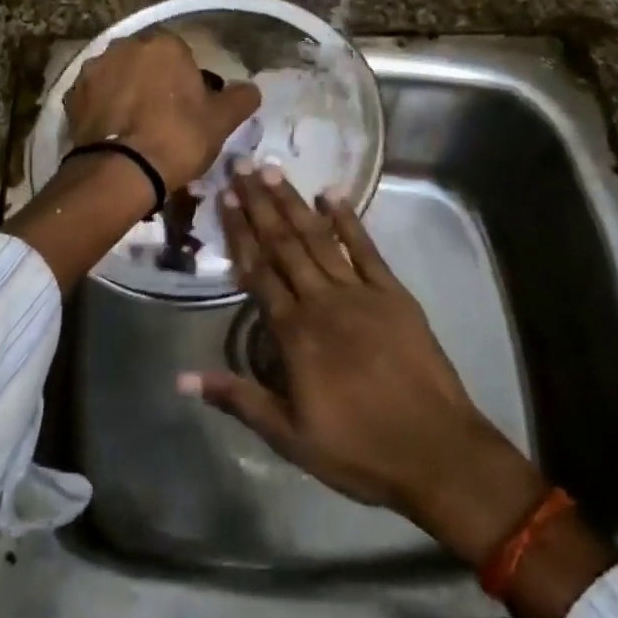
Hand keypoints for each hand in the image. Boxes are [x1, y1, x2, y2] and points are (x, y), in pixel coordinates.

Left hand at [64, 32, 261, 190]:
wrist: (121, 172)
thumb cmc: (178, 138)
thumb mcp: (222, 121)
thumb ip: (241, 98)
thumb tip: (250, 89)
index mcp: (164, 45)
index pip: (182, 56)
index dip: (188, 83)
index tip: (190, 110)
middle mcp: (125, 46)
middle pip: (147, 63)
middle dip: (155, 83)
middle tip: (165, 120)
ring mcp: (94, 69)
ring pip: (120, 77)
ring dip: (127, 93)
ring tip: (136, 129)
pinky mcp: (72, 95)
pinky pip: (96, 97)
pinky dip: (105, 109)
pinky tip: (115, 135)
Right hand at [183, 166, 547, 563]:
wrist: (436, 452)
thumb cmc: (357, 449)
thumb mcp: (289, 436)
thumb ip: (238, 398)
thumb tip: (182, 378)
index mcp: (294, 333)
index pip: (258, 271)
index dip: (240, 232)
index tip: (226, 197)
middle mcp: (322, 301)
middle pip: (285, 244)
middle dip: (261, 203)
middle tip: (243, 165)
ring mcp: (360, 293)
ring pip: (318, 239)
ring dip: (295, 203)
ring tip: (274, 170)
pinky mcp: (394, 294)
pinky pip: (366, 249)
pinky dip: (348, 220)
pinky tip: (332, 194)